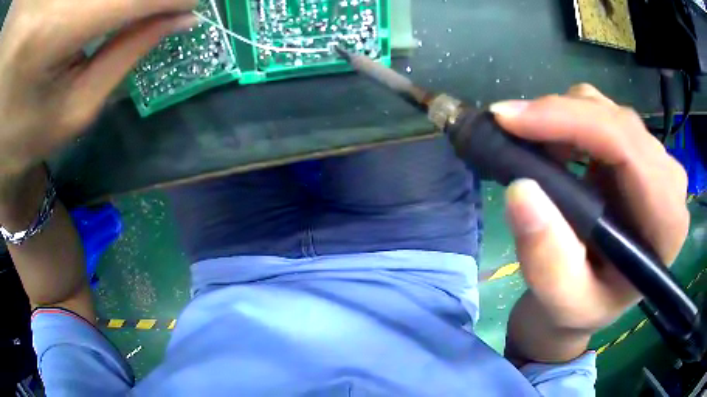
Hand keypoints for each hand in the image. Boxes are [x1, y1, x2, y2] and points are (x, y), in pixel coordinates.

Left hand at [0, 0, 197, 176]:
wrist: (2, 138)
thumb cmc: (29, 134)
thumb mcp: (76, 107)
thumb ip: (128, 52)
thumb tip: (182, 16)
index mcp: (54, 31)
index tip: (192, 5)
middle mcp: (56, 3)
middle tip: (165, 8)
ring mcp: (54, 2)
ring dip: (121, 2)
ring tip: (131, 14)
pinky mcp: (54, 4)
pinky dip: (103, 2)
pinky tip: (107, 13)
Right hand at [493, 84, 688, 361]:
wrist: (595, 301)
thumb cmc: (583, 307)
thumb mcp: (561, 300)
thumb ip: (547, 258)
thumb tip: (521, 189)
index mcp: (666, 222)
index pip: (627, 146)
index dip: (569, 122)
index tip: (509, 121)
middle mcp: (670, 183)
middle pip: (617, 121)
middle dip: (559, 117)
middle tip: (508, 131)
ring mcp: (657, 163)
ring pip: (608, 111)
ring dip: (563, 119)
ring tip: (530, 145)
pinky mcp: (640, 154)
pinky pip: (604, 116)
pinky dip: (571, 121)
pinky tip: (553, 146)